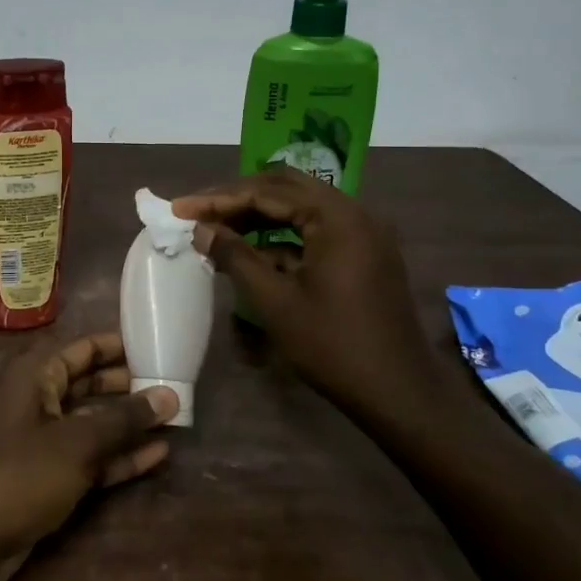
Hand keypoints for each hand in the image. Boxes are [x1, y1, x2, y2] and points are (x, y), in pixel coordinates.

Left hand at [0, 333, 177, 580]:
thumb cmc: (17, 474)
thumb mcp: (75, 443)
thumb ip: (123, 419)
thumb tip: (169, 395)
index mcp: (35, 375)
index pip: (84, 349)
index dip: (121, 347)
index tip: (160, 345)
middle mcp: (38, 399)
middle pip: (91, 384)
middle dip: (130, 387)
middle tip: (177, 386)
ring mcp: (42, 440)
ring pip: (93, 423)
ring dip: (129, 424)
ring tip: (176, 420)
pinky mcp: (48, 476)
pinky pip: (89, 457)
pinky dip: (119, 457)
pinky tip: (158, 456)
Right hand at [171, 168, 437, 410]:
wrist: (398, 392)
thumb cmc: (332, 345)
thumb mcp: (275, 301)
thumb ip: (235, 257)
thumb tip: (201, 230)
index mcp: (336, 217)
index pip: (267, 192)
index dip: (219, 199)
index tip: (181, 209)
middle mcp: (354, 213)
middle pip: (286, 189)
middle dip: (239, 198)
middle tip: (199, 212)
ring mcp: (363, 233)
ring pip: (301, 208)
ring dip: (259, 215)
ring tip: (218, 229)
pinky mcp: (364, 253)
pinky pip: (316, 230)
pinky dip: (282, 236)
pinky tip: (252, 252)